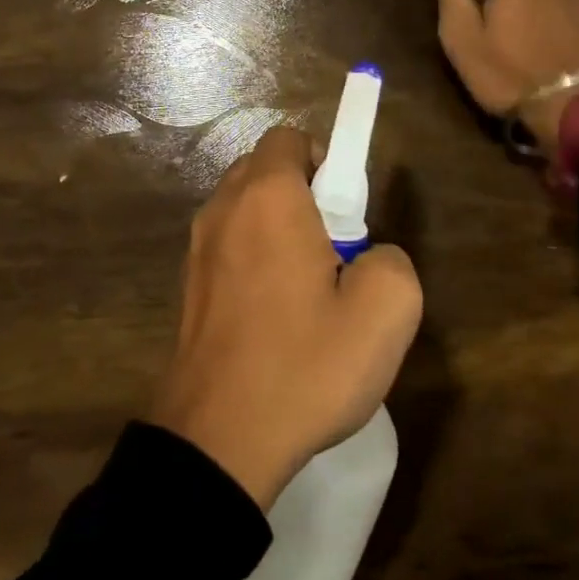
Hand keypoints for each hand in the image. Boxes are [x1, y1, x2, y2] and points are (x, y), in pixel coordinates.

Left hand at [151, 127, 422, 509]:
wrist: (218, 441)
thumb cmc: (304, 365)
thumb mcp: (386, 310)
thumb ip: (392, 258)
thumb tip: (369, 255)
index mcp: (267, 198)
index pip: (289, 138)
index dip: (325, 160)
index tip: (346, 211)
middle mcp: (222, 210)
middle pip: (264, 171)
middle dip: (303, 194)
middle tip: (334, 251)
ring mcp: (196, 250)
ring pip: (244, 211)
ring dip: (277, 230)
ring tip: (307, 291)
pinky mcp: (186, 289)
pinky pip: (228, 249)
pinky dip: (253, 261)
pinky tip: (275, 318)